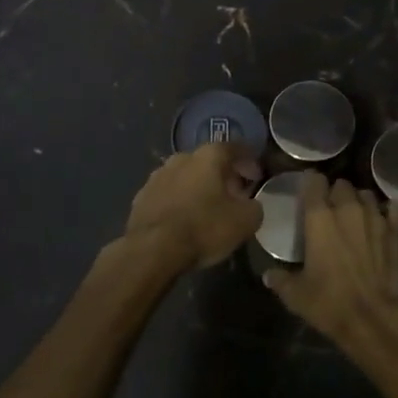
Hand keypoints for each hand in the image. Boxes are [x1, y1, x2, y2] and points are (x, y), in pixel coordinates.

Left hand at [122, 141, 262, 270]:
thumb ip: (254, 207)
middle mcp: (181, 158)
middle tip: (234, 194)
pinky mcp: (141, 197)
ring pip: (186, 177)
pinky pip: (168, 194)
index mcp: (208, 156)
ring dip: (199, 188)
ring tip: (208, 209)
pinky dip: (179, 202)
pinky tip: (184, 220)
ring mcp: (157, 176)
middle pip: (208, 161)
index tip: (256, 176)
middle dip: (223, 175)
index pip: (234, 148)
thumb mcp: (245, 221)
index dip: (249, 160)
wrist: (152, 250)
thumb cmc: (204, 228)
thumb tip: (250, 204)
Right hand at [263, 174, 397, 349]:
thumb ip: (280, 280)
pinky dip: (389, 212)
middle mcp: (348, 210)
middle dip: (336, 193)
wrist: (374, 320)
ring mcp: (375, 219)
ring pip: (367, 195)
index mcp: (319, 218)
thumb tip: (268, 275)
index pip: (315, 182)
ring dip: (360, 201)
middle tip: (332, 208)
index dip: (312, 183)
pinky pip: (394, 211)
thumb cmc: (329, 303)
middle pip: (342, 185)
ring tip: (357, 215)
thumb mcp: (296, 295)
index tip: (309, 190)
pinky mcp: (396, 233)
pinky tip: (386, 218)